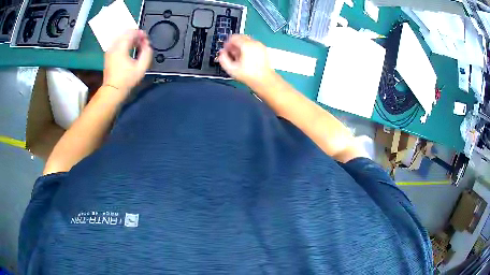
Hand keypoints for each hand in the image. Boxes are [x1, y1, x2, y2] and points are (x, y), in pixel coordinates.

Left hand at [103, 29, 152, 94]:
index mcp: (121, 48)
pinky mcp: (108, 55)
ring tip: (136, 46)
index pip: (131, 33)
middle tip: (142, 42)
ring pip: (121, 37)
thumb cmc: (127, 80)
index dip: (140, 33)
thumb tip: (147, 44)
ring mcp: (109, 50)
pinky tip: (129, 50)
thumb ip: (147, 52)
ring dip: (129, 39)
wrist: (113, 90)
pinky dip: (124, 43)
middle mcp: (114, 46)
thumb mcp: (141, 67)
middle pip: (125, 33)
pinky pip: (117, 43)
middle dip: (135, 35)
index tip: (146, 39)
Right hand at [218, 35, 275, 87]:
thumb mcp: (231, 69)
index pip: (234, 37)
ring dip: (240, 46)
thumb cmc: (248, 75)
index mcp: (246, 45)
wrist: (264, 80)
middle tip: (230, 53)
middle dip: (234, 44)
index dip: (227, 43)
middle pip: (241, 37)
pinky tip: (245, 57)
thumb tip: (222, 53)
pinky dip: (247, 48)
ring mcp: (260, 45)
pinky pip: (252, 44)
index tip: (225, 49)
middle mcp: (254, 43)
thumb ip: (223, 59)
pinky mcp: (263, 49)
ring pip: (247, 40)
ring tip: (238, 57)